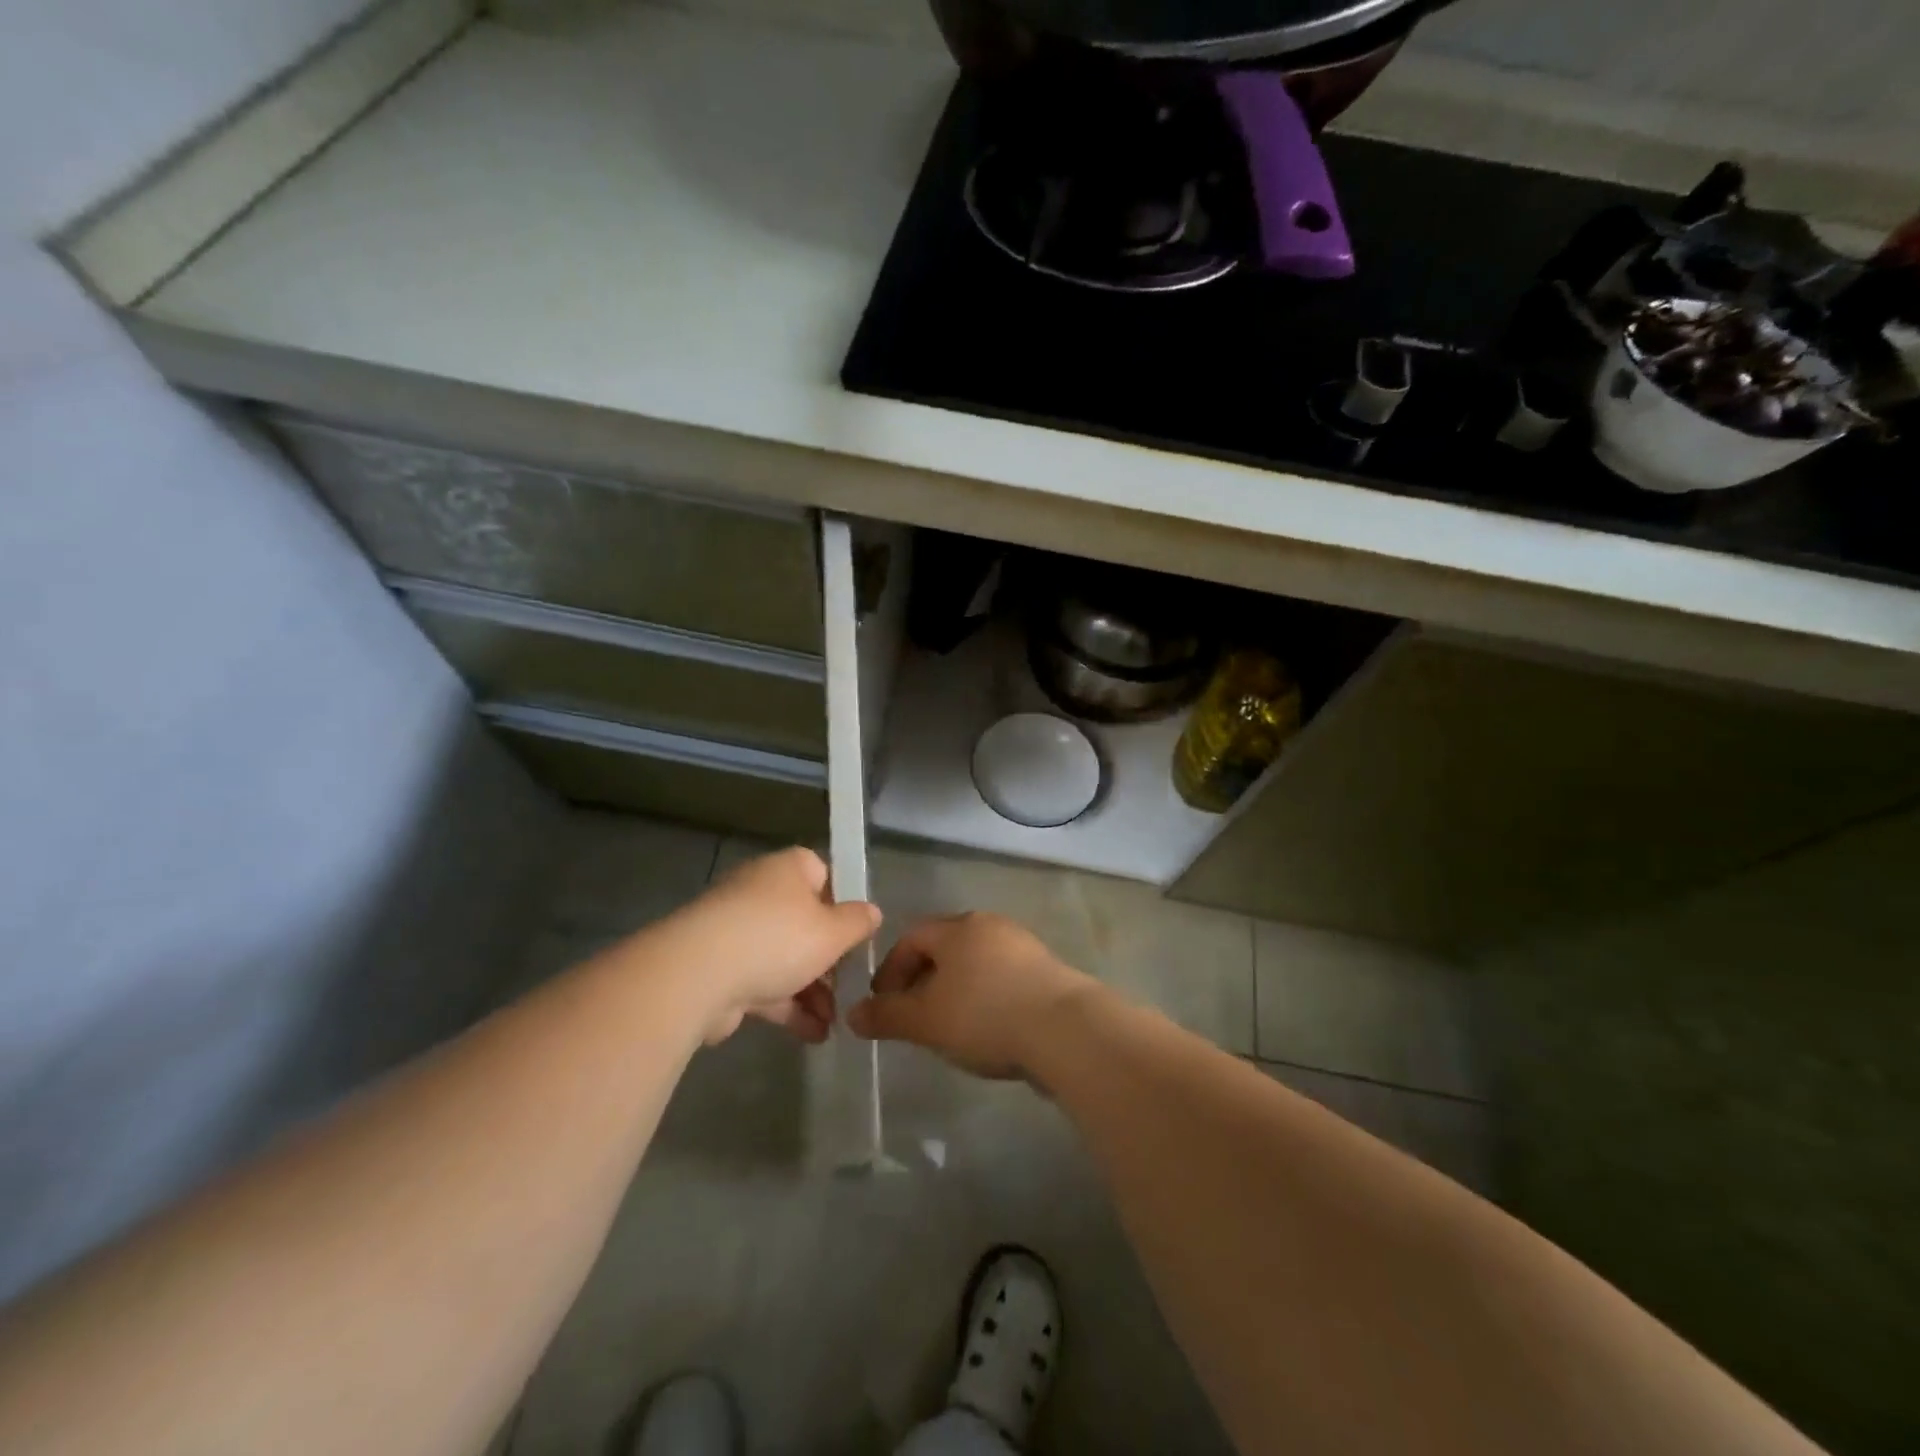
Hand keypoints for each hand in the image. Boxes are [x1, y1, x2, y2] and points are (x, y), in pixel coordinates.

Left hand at [657, 847, 879, 1044]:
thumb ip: (858, 923)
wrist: (699, 975)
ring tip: (835, 1021)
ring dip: (812, 990)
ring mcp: (737, 932)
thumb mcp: (833, 932)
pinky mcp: (721, 969)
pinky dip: (788, 1007)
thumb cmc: (778, 939)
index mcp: (788, 870)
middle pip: (804, 921)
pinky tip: (814, 1034)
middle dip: (829, 958)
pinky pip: (763, 984)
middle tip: (850, 984)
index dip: (842, 902)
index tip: (856, 933)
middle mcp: (760, 893)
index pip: (822, 874)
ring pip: (785, 957)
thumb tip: (872, 912)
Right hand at [847, 912, 1095, 1078]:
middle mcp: (991, 926)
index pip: (912, 937)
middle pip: (946, 946)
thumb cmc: (985, 1015)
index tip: (882, 1002)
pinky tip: (988, 1029)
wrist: (1066, 1030)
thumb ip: (887, 1016)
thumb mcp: (926, 1021)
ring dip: (956, 989)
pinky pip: (1003, 978)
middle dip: (923, 978)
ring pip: (976, 963)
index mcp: (958, 928)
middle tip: (912, 1013)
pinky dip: (986, 997)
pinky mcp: (1048, 971)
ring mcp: (1024, 946)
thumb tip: (852, 1015)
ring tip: (948, 1026)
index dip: (891, 968)